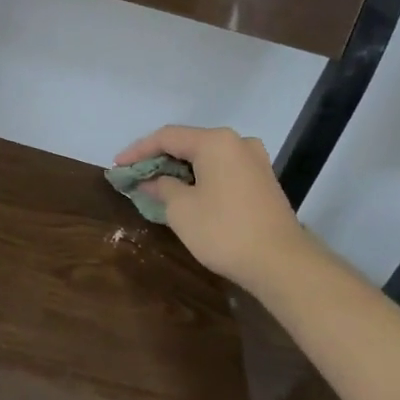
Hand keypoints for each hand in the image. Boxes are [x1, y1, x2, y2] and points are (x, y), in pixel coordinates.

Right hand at [114, 125, 313, 287]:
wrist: (281, 263)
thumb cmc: (224, 230)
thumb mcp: (181, 209)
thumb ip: (162, 187)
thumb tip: (153, 181)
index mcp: (216, 141)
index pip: (167, 137)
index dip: (138, 151)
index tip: (117, 166)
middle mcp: (238, 142)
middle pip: (189, 144)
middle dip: (160, 160)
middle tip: (136, 176)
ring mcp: (255, 161)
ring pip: (207, 158)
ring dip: (181, 170)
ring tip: (157, 186)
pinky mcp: (263, 181)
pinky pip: (223, 171)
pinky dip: (201, 179)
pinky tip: (187, 194)